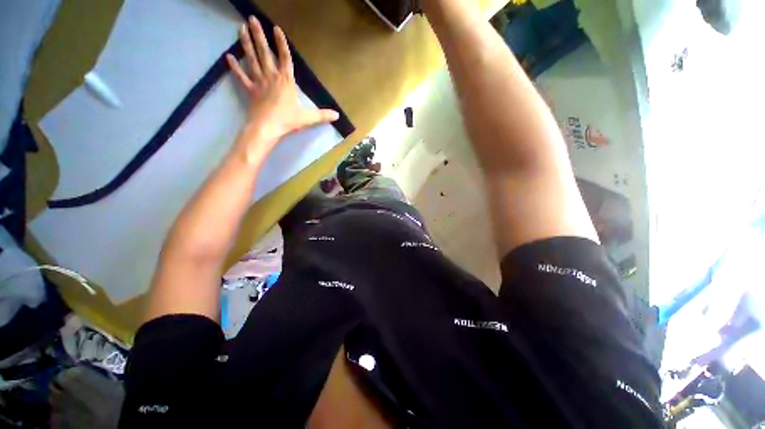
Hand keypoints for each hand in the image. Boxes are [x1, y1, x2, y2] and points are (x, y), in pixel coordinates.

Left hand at [226, 16, 338, 161]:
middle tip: (251, 19)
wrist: (268, 127)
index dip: (281, 43)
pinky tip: (228, 57)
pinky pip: (241, 76)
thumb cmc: (288, 120)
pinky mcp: (250, 90)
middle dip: (258, 35)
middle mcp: (271, 76)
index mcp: (286, 81)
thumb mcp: (308, 118)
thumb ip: (322, 115)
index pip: (285, 58)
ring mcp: (259, 82)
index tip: (275, 28)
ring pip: (252, 59)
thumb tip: (337, 115)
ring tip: (240, 28)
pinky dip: (235, 67)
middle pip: (264, 52)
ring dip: (246, 43)